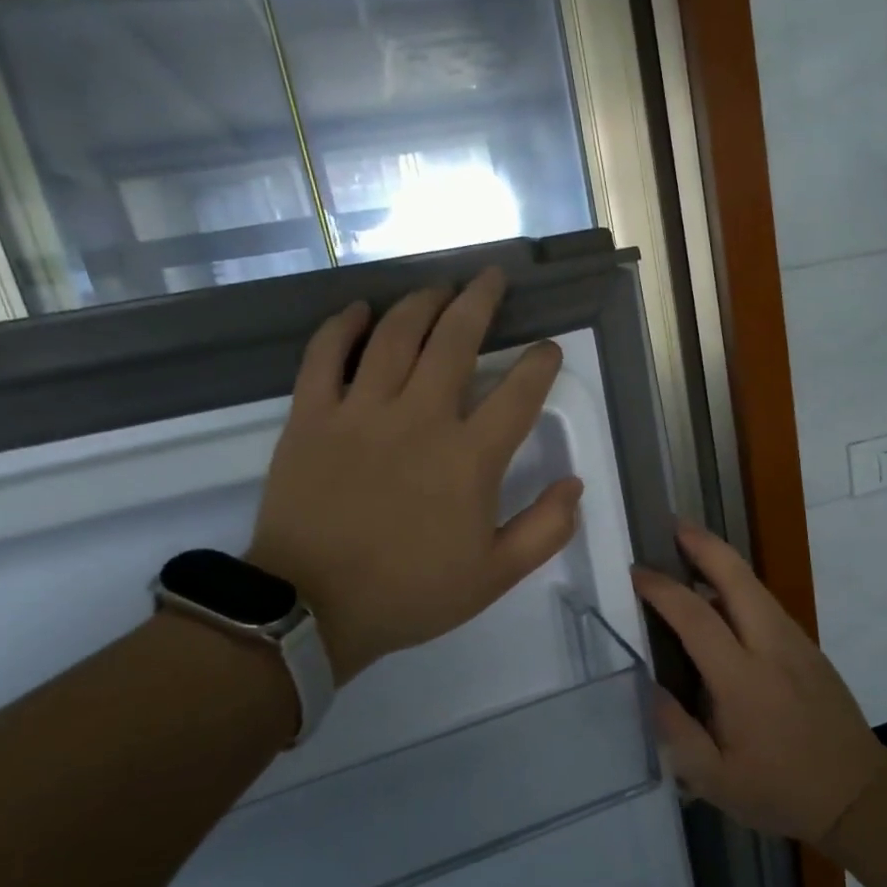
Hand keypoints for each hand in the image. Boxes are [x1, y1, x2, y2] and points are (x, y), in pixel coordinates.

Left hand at [248, 268, 583, 684]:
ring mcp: (361, 411)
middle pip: (455, 341)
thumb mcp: (495, 576)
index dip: (540, 364)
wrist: (312, 608)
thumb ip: (544, 529)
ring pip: (395, 335)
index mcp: (470, 458)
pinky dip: (343, 325)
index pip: (518, 394)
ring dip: (422, 303)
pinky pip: (325, 354)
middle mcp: (420, 418)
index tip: (547, 349)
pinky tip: (360, 309)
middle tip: (491, 278)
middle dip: (479, 302)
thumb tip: (574, 484)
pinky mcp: (311, 416)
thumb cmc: (411, 593)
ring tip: (439, 287)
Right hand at [633, 523, 886, 843]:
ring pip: (755, 586)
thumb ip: (676, 732)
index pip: (696, 616)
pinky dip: (740, 587)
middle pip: (737, 577)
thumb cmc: (781, 791)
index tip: (635, 574)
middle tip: (674, 525)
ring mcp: (796, 643)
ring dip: (723, 561)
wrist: (859, 793)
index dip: (662, 589)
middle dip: (704, 545)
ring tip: (691, 550)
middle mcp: (771, 647)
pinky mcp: (809, 648)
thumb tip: (649, 686)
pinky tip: (722, 598)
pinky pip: (768, 605)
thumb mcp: (714, 780)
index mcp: (742, 679)